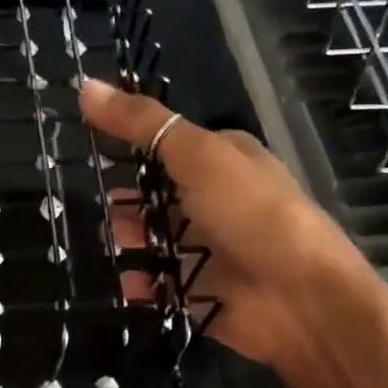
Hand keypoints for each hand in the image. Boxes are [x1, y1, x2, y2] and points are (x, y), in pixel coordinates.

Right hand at [79, 77, 385, 372]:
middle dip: (124, 197)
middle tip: (89, 200)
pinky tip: (124, 281)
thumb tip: (85, 86)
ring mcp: (208, 247)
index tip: (86, 141)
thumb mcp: (197, 154)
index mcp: (223, 159)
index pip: (167, 142)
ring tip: (105, 240)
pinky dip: (140, 282)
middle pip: (156, 193)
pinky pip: (158, 282)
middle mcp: (216, 200)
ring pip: (153, 237)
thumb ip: (141, 124)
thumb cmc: (251, 213)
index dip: (130, 141)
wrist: (302, 302)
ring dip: (128, 238)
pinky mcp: (199, 290)